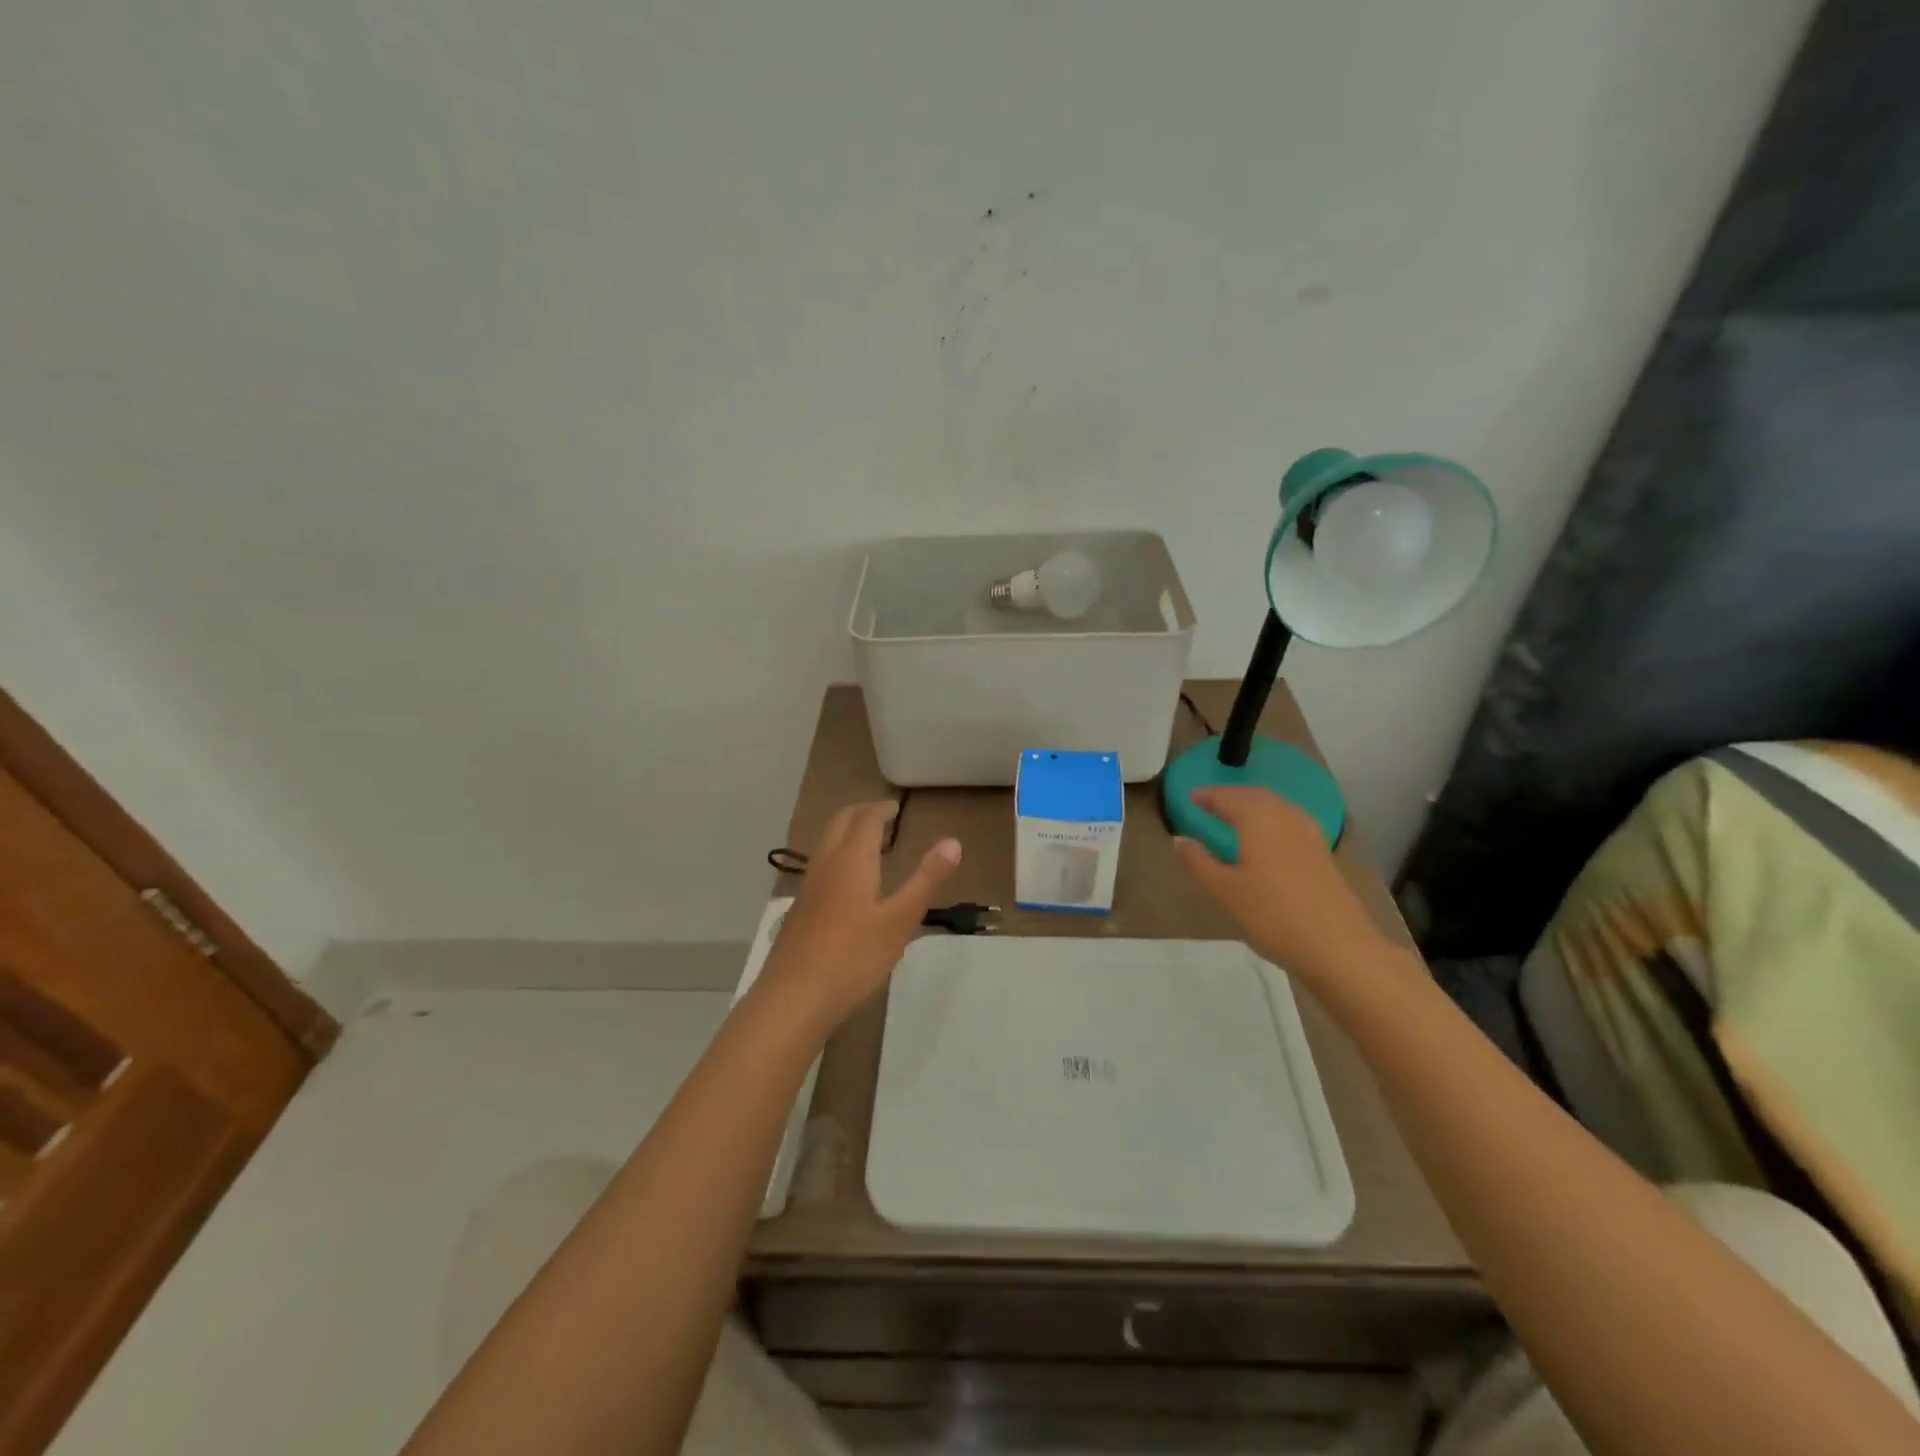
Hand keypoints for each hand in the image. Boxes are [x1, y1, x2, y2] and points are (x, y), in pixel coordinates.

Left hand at [757, 801, 961, 1032]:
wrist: (794, 997)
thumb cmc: (854, 956)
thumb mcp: (900, 919)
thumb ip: (926, 879)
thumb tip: (953, 842)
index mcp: (851, 860)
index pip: (865, 819)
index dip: (881, 809)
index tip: (896, 807)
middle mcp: (826, 864)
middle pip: (839, 823)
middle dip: (861, 813)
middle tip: (882, 816)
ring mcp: (807, 888)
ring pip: (825, 844)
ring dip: (845, 833)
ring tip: (867, 844)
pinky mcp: (798, 911)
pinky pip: (819, 867)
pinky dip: (836, 857)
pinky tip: (846, 885)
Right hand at [1173, 787, 1392, 986]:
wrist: (1338, 947)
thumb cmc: (1272, 915)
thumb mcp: (1224, 891)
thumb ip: (1198, 862)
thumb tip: (1179, 839)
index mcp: (1258, 820)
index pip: (1229, 798)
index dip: (1209, 796)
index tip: (1191, 797)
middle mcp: (1286, 818)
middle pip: (1256, 796)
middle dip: (1233, 796)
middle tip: (1212, 802)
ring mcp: (1310, 835)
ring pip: (1278, 807)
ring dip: (1255, 805)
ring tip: (1237, 815)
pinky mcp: (1323, 854)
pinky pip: (1291, 821)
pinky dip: (1273, 819)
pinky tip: (1269, 837)